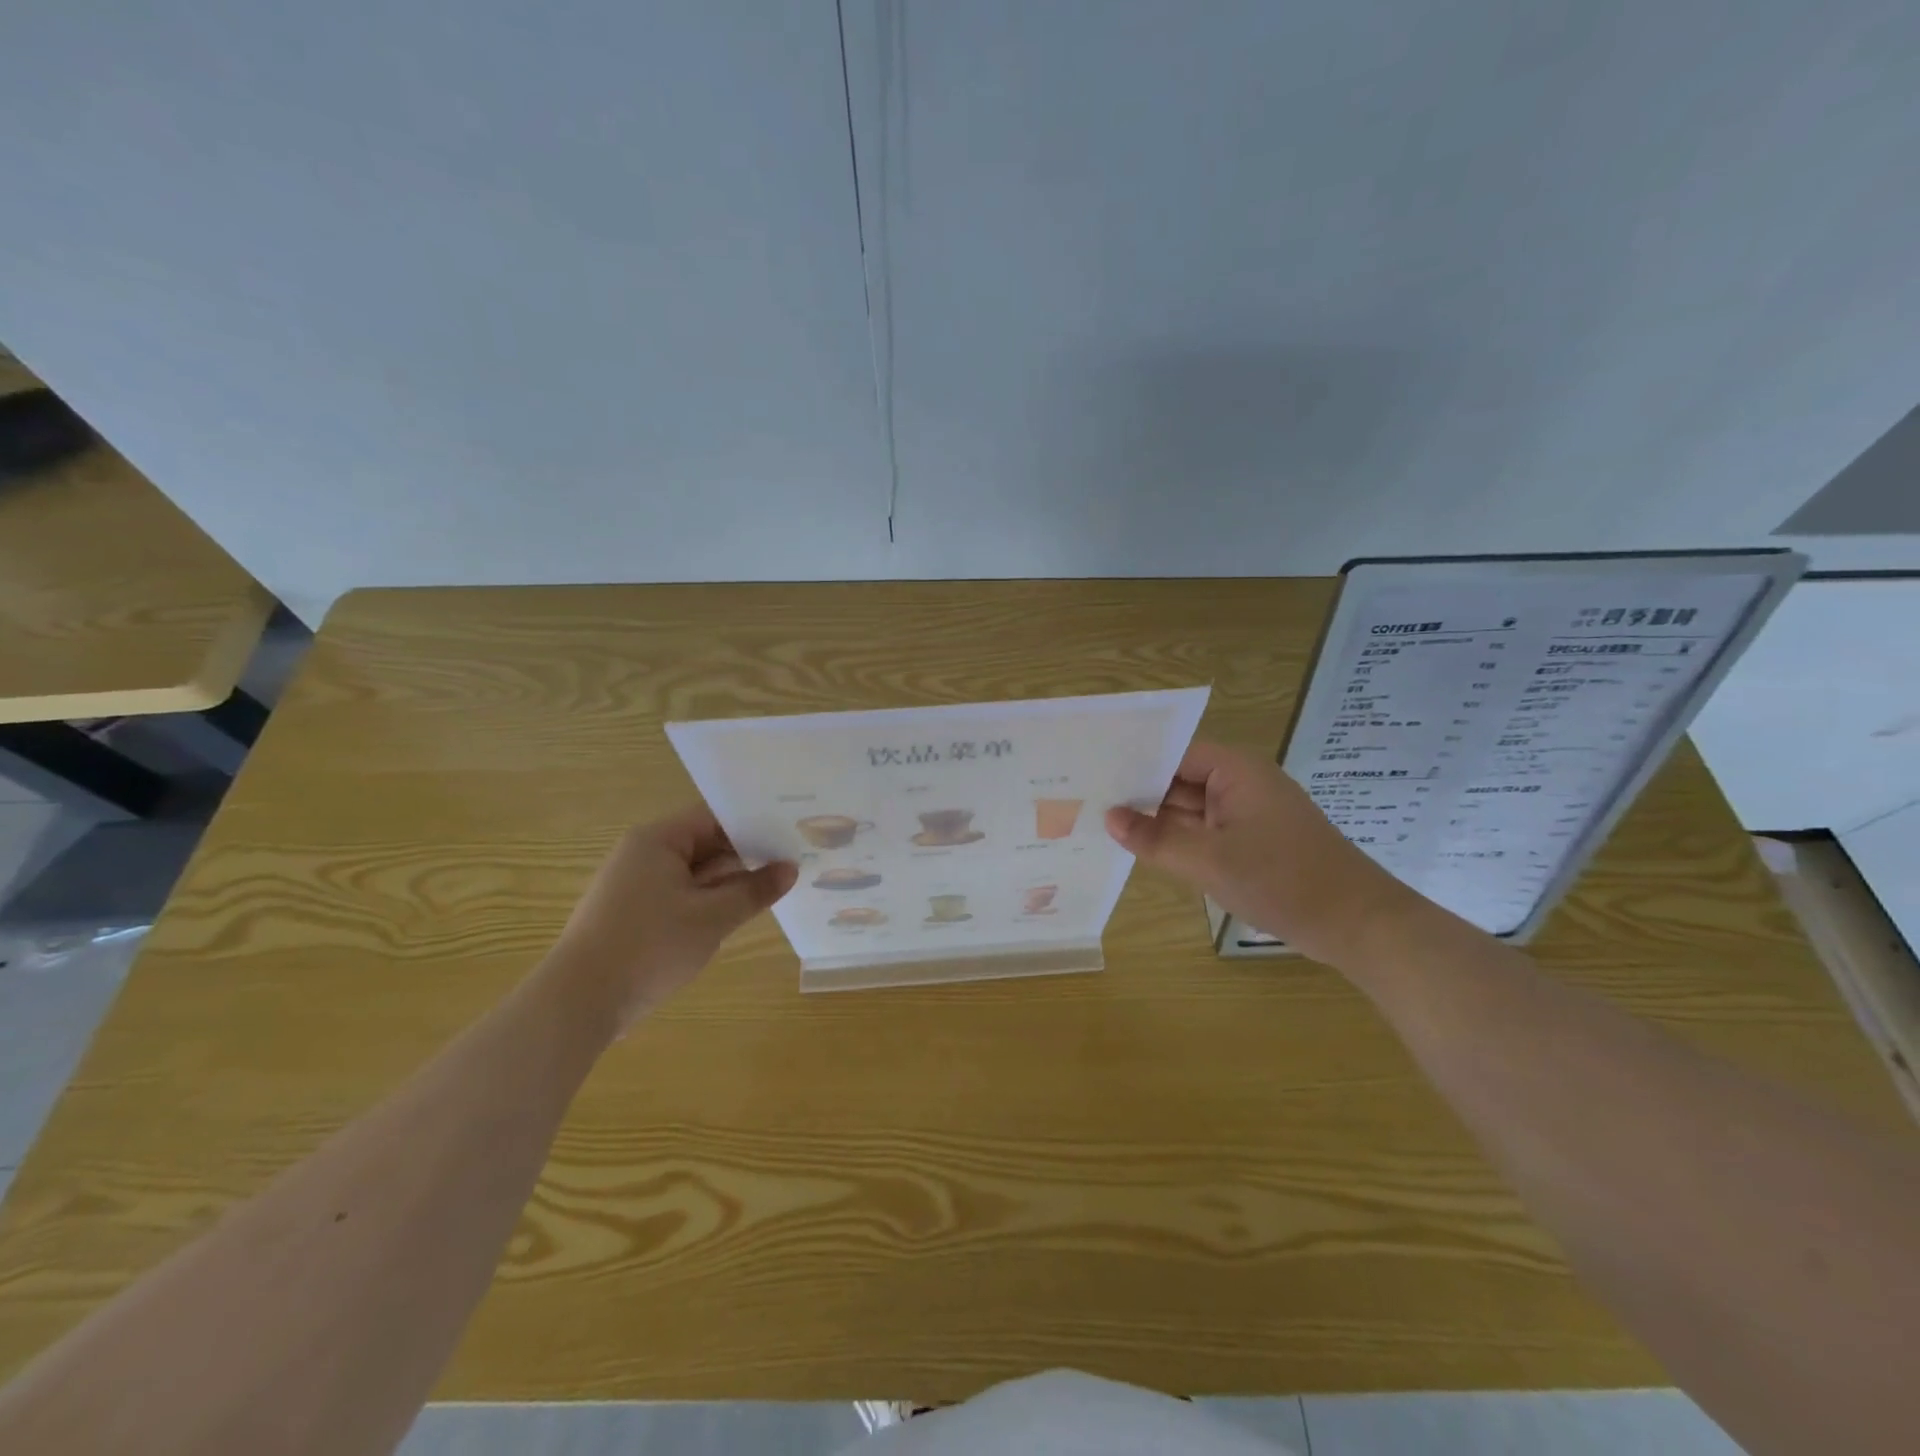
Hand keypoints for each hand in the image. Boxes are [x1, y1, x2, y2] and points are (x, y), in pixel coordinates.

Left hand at [547, 805, 796, 1033]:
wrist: (578, 1003)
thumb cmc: (649, 948)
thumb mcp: (713, 918)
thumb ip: (754, 890)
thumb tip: (790, 869)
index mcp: (658, 840)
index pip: (715, 817)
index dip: (754, 824)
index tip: (790, 833)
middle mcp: (643, 853)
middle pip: (705, 843)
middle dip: (746, 855)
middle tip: (792, 860)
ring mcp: (635, 885)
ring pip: (694, 872)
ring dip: (728, 881)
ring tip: (773, 887)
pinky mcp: (632, 914)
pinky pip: (679, 895)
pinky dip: (707, 901)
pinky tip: (736, 914)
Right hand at [1106, 740, 1411, 965]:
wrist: (1357, 925)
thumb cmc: (1283, 880)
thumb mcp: (1209, 861)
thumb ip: (1155, 839)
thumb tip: (1109, 818)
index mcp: (1235, 770)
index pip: (1172, 753)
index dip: (1134, 763)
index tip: (1092, 774)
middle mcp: (1240, 783)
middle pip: (1178, 779)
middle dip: (1139, 793)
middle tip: (1086, 800)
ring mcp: (1246, 814)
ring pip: (1189, 808)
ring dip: (1156, 819)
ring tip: (1101, 823)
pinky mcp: (1251, 842)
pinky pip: (1204, 831)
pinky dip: (1178, 840)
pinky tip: (1142, 848)